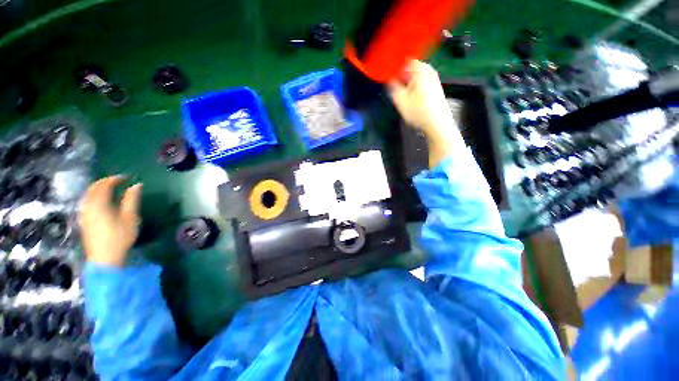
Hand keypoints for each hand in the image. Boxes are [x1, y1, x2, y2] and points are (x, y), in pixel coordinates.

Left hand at [78, 176, 142, 266]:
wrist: (104, 258)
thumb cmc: (120, 237)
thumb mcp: (130, 217)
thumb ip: (132, 200)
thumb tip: (137, 185)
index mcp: (99, 203)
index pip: (105, 185)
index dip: (116, 179)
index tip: (128, 177)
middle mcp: (88, 205)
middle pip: (94, 188)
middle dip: (106, 182)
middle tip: (119, 181)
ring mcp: (84, 214)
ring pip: (89, 195)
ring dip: (99, 189)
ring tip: (112, 189)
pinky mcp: (84, 221)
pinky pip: (87, 202)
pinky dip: (95, 196)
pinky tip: (102, 201)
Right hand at [388, 60, 461, 167]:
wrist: (437, 124)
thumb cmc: (419, 112)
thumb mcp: (400, 100)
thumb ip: (392, 87)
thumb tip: (388, 78)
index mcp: (420, 70)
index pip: (403, 59)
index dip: (392, 64)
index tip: (384, 70)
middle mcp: (428, 70)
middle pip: (409, 66)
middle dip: (398, 72)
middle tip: (389, 80)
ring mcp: (432, 78)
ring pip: (414, 74)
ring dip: (404, 79)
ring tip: (396, 87)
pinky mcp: (434, 87)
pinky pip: (419, 80)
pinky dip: (411, 83)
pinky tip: (407, 92)